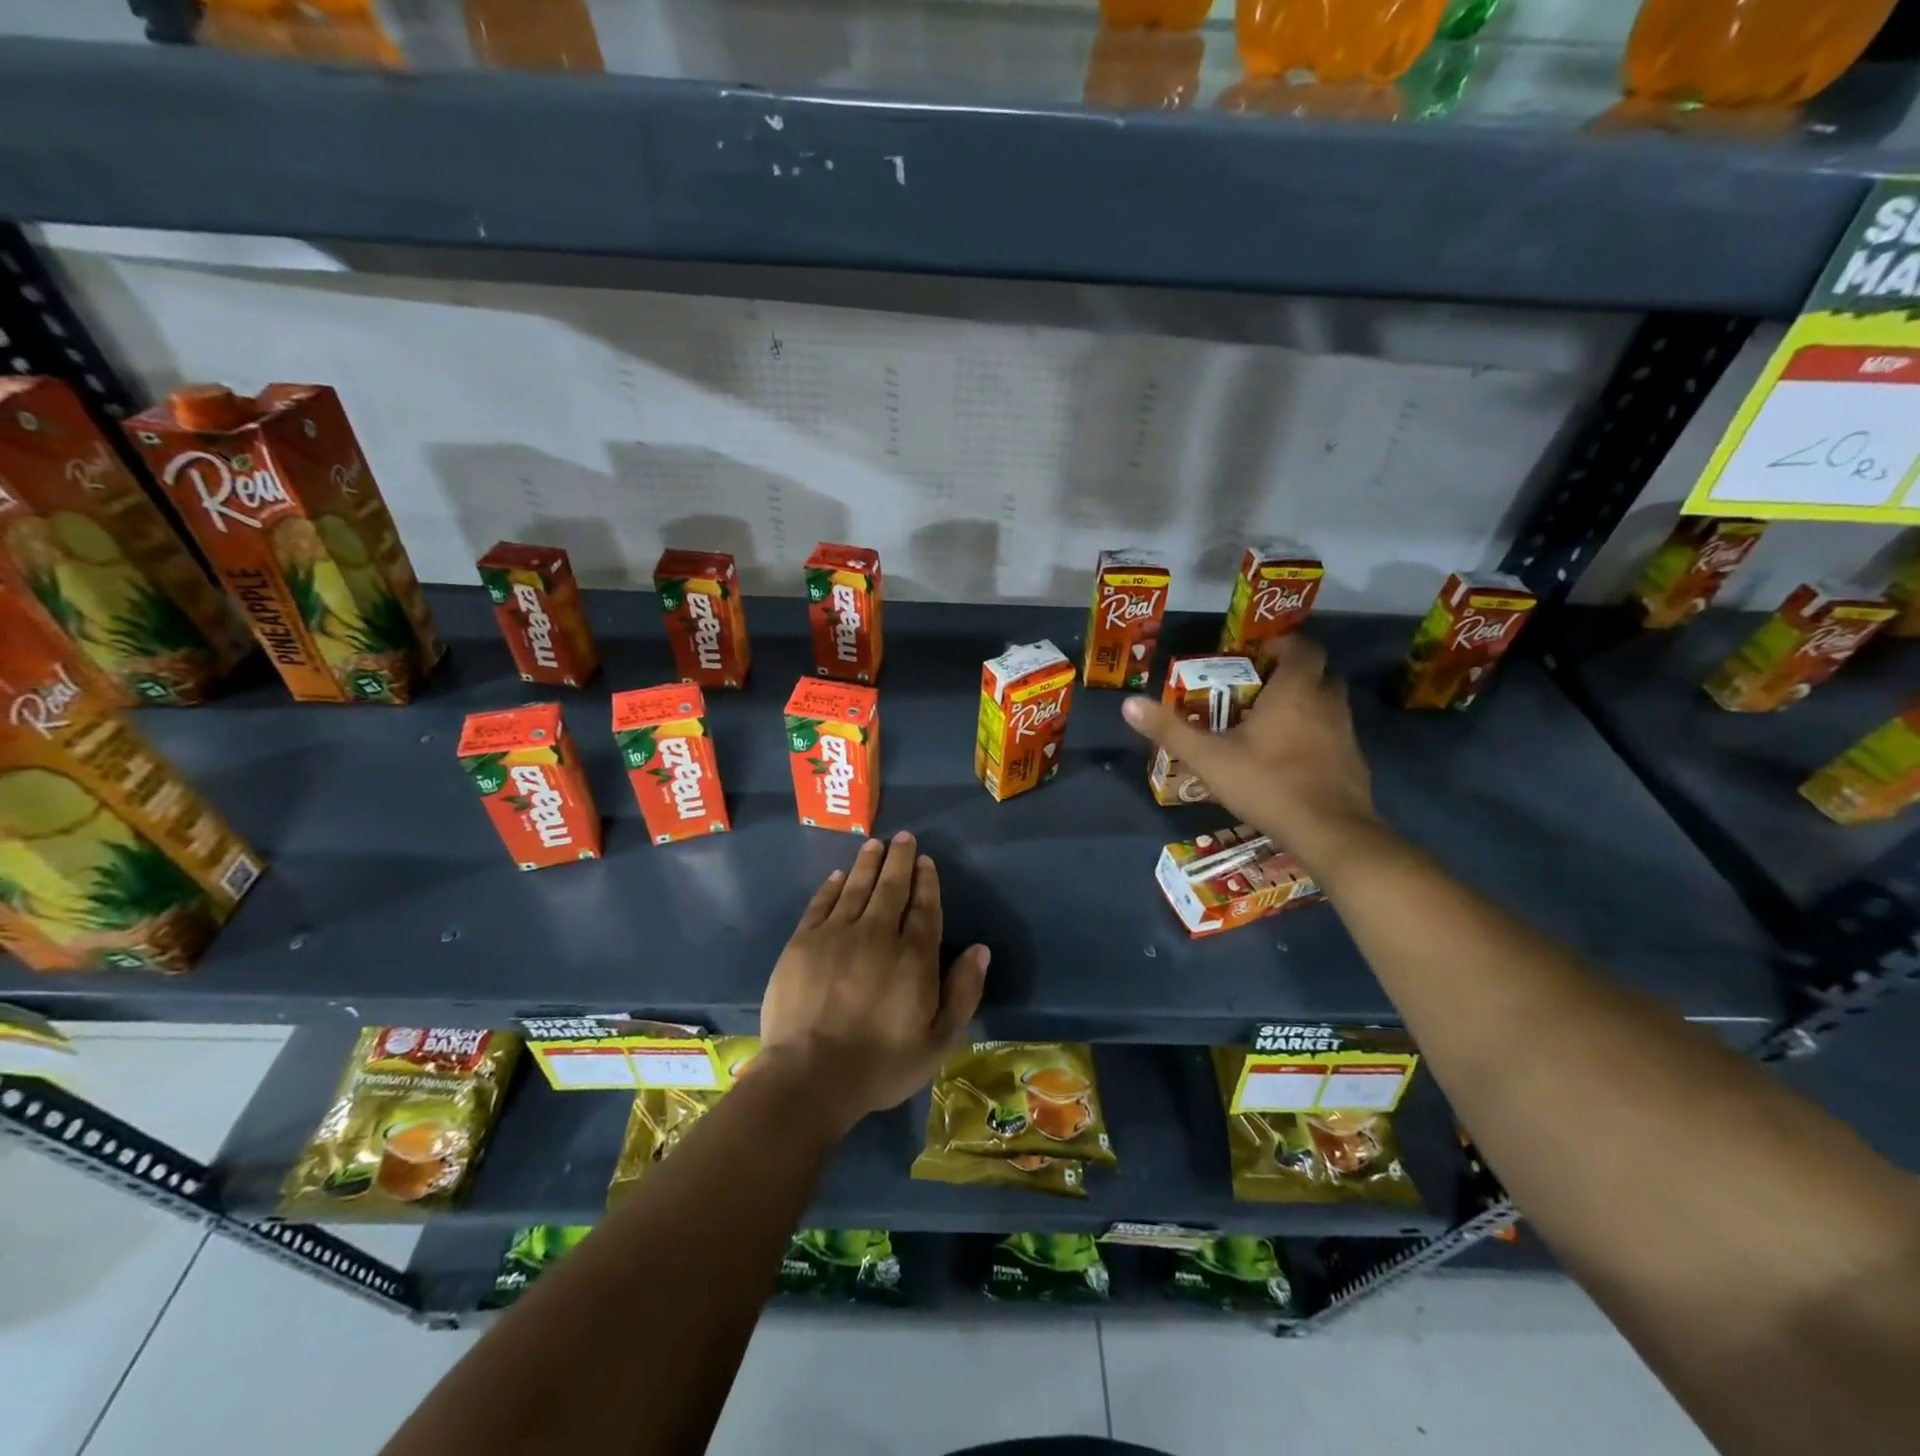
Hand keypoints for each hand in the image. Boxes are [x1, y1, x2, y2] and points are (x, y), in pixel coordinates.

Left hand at [760, 832, 989, 1136]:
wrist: (810, 1076)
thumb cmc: (881, 1064)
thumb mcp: (938, 1041)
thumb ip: (963, 992)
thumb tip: (980, 950)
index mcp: (913, 956)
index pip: (924, 908)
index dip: (926, 882)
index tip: (926, 861)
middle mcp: (877, 934)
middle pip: (891, 888)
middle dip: (899, 860)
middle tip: (903, 838)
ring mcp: (836, 935)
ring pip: (857, 888)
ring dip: (868, 863)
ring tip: (875, 844)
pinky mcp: (802, 943)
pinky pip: (821, 904)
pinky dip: (832, 886)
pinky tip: (839, 875)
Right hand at [1121, 635, 1377, 869]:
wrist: (1328, 831)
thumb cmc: (1267, 783)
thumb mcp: (1208, 758)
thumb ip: (1170, 730)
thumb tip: (1128, 704)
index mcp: (1295, 691)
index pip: (1305, 647)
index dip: (1286, 644)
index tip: (1261, 653)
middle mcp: (1327, 704)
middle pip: (1321, 674)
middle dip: (1295, 675)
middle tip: (1263, 688)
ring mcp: (1346, 734)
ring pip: (1330, 706)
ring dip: (1308, 706)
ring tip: (1274, 724)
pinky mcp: (1354, 763)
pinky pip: (1335, 737)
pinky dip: (1317, 738)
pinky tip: (1293, 760)